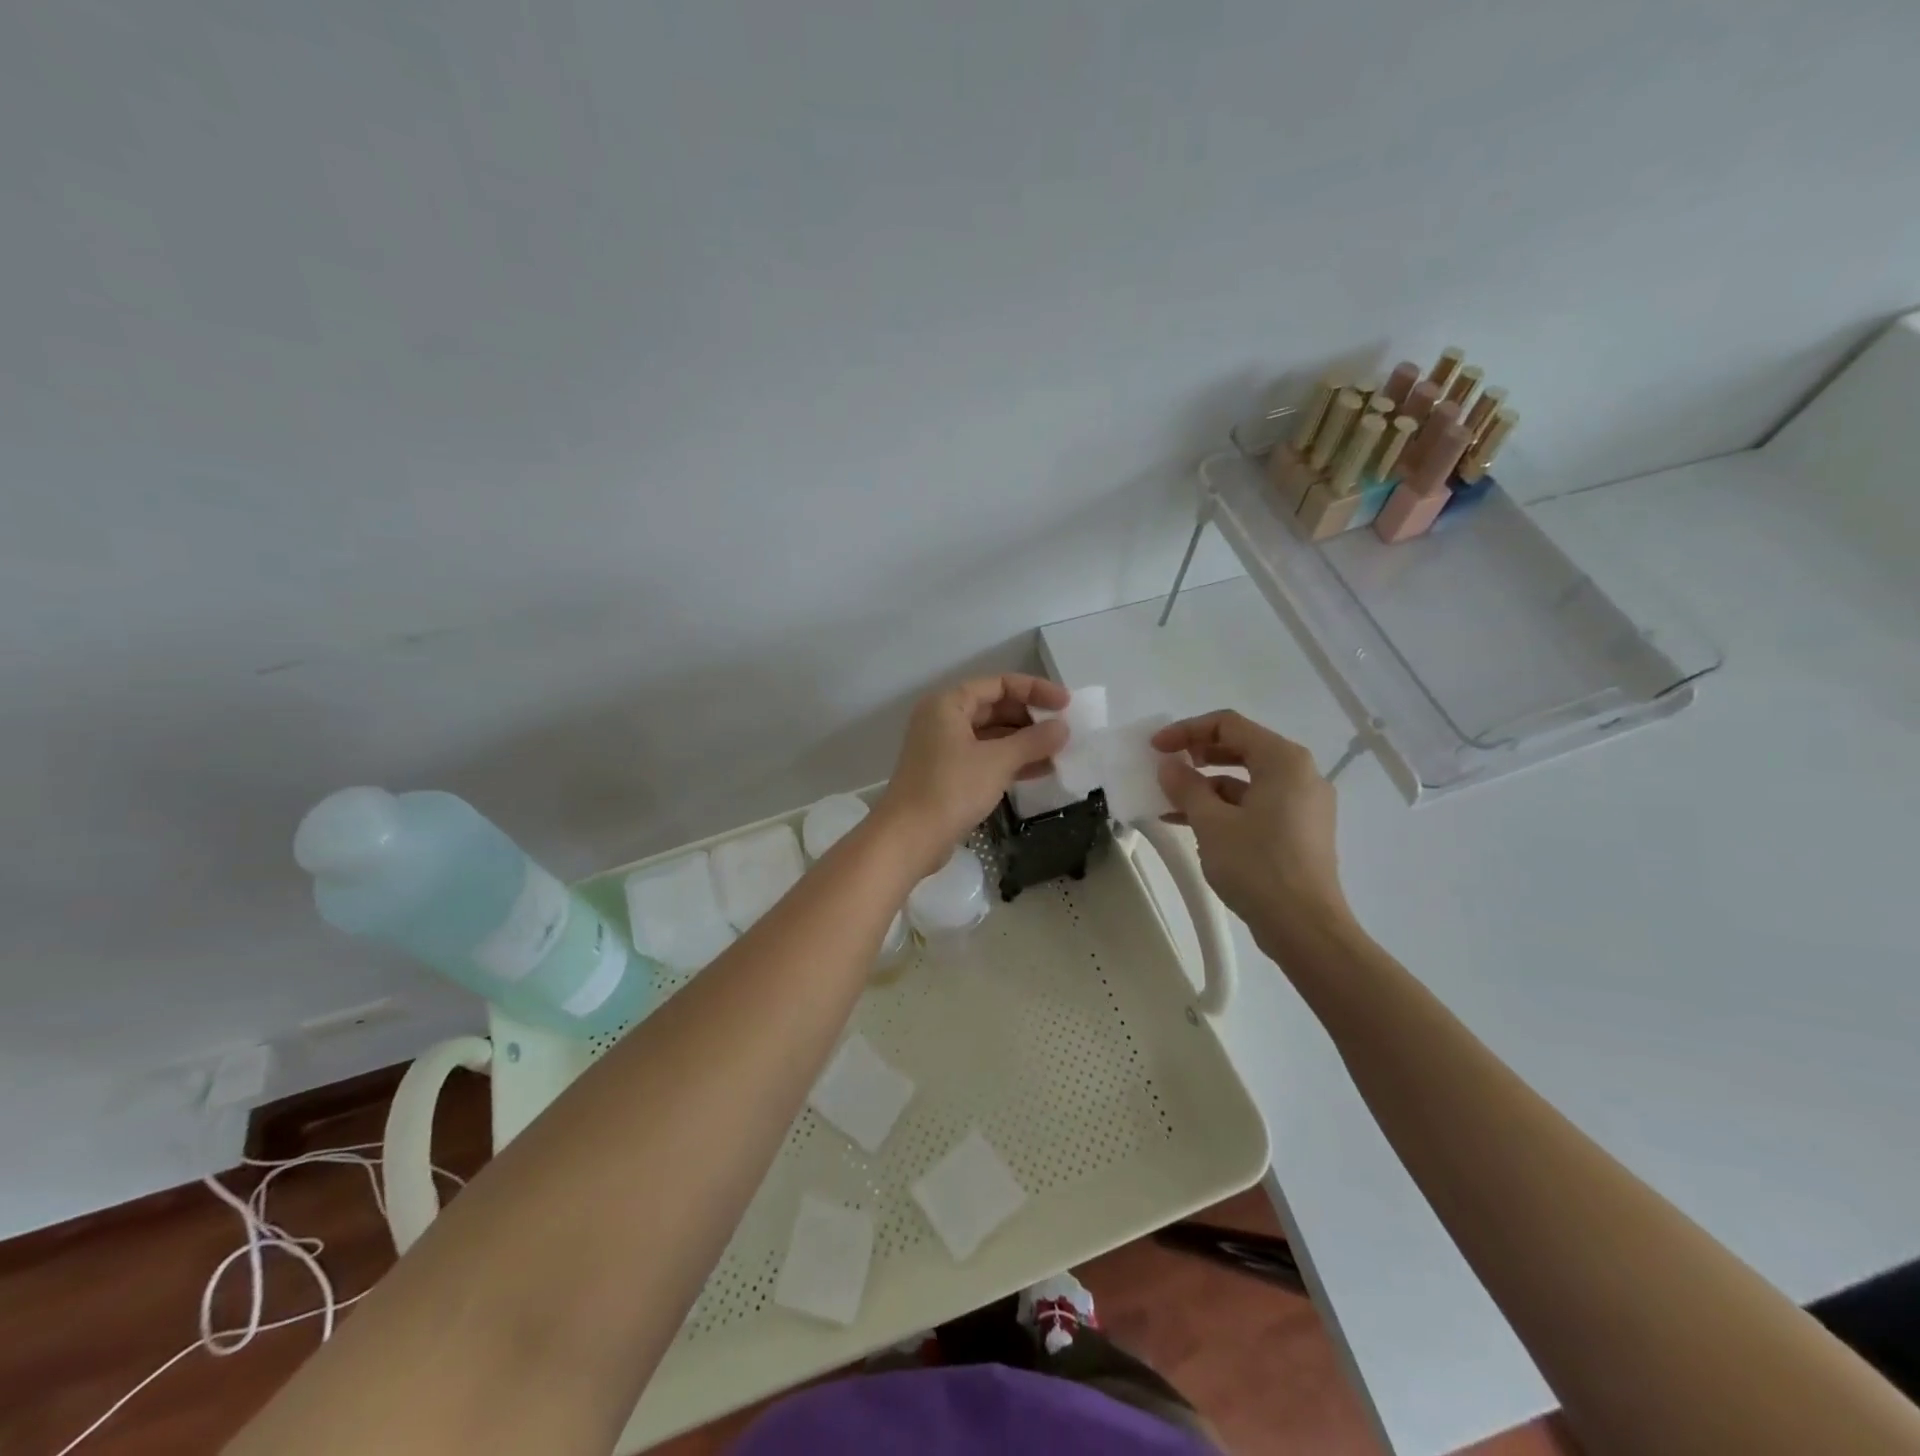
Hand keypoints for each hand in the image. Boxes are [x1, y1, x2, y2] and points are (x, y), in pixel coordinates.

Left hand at [877, 674, 1069, 869]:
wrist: (909, 838)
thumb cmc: (951, 789)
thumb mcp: (998, 761)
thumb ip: (1033, 741)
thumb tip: (1062, 728)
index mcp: (949, 704)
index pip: (999, 684)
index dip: (1035, 690)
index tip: (1066, 704)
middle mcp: (943, 720)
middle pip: (995, 708)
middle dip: (1030, 719)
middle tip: (1064, 732)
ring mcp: (943, 749)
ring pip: (991, 736)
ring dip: (1024, 743)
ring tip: (1059, 753)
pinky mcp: (947, 775)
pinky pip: (985, 758)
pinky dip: (1010, 762)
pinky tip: (1041, 771)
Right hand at [1153, 710, 1350, 940]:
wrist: (1305, 927)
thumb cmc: (1258, 866)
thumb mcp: (1211, 823)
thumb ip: (1186, 786)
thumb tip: (1169, 766)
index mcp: (1284, 760)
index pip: (1229, 725)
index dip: (1186, 731)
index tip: (1155, 748)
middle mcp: (1300, 774)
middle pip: (1241, 747)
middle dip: (1198, 755)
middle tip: (1166, 767)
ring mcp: (1303, 804)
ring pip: (1247, 779)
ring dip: (1207, 785)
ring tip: (1170, 801)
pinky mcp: (1300, 830)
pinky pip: (1256, 804)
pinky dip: (1225, 808)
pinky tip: (1192, 824)